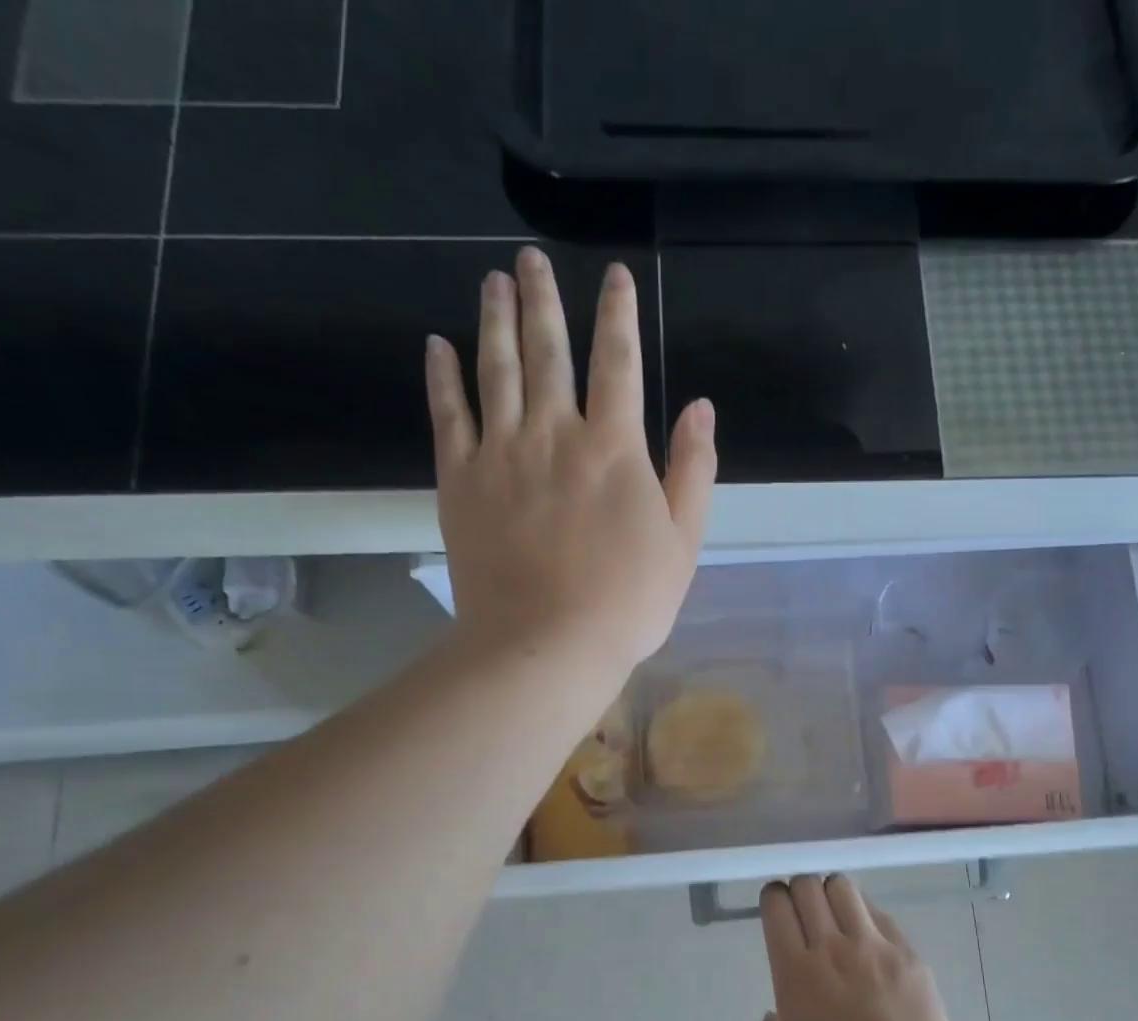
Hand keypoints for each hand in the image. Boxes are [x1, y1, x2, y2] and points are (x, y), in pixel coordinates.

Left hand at [425, 246, 717, 676]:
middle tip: (531, 261)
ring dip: (495, 320)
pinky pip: (448, 415)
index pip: (618, 362)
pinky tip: (437, 346)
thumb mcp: (683, 542)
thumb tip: (701, 407)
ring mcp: (502, 453)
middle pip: (548, 351)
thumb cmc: (626, 601)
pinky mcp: (461, 480)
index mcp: (614, 448)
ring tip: (493, 281)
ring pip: (496, 370)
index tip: (614, 276)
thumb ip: (693, 471)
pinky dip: (443, 377)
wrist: (547, 643)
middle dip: (543, 301)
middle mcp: (555, 433)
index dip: (618, 314)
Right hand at [746, 874, 966, 1020]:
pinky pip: (880, 914)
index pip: (778, 906)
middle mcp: (832, 948)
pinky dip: (865, 915)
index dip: (772, 897)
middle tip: (801, 908)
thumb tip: (773, 1017)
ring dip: (831, 894)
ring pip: (845, 889)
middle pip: (809, 886)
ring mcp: (875, 947)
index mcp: (795, 973)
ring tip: (834, 915)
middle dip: (798, 889)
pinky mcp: (908, 954)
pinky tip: (866, 937)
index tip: (774, 906)